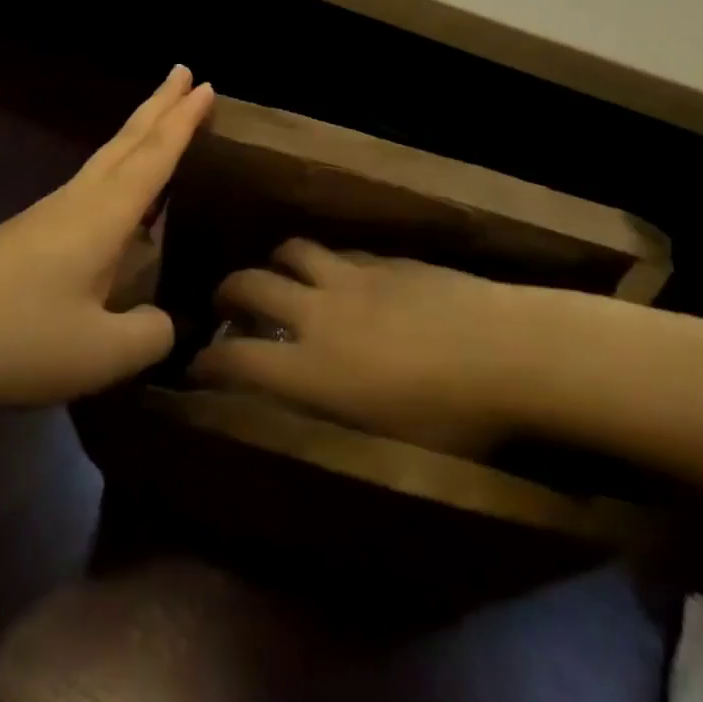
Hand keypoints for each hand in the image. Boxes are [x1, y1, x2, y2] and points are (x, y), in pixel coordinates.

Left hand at [0, 67, 212, 415]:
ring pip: (105, 158)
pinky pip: (89, 185)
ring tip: (160, 118)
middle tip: (185, 72)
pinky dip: (117, 167)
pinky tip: (118, 195)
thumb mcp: (99, 355)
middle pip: (127, 141)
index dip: (184, 122)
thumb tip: (163, 320)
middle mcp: (77, 201)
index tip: (207, 85)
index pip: (154, 157)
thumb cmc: (15, 342)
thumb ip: (149, 334)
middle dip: (160, 105)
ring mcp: (47, 215)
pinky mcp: (27, 234)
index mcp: (101, 217)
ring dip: (137, 132)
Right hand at [192, 240, 556, 455]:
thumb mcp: (389, 450)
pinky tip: (342, 275)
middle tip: (226, 302)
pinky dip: (327, 261)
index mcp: (312, 369)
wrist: (507, 351)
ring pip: (294, 251)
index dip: (208, 364)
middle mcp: (319, 313)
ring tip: (280, 275)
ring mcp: (353, 277)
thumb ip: (338, 429)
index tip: (195, 367)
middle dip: (229, 291)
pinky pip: (341, 251)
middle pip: (252, 284)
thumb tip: (310, 425)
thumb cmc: (453, 420)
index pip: (237, 360)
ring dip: (277, 262)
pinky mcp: (387, 260)